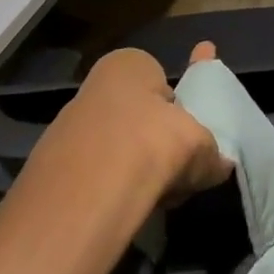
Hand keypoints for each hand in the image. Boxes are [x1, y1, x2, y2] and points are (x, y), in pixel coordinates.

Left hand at [39, 42, 231, 202]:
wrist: (88, 192)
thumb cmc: (153, 143)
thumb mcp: (200, 145)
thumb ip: (211, 153)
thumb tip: (220, 163)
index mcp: (130, 64)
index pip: (161, 81)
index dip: (179, 108)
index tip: (190, 136)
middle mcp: (95, 86)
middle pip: (137, 116)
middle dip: (155, 140)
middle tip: (177, 168)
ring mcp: (69, 127)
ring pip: (116, 148)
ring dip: (134, 168)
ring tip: (156, 194)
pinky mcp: (54, 169)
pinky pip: (96, 176)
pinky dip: (112, 190)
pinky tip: (126, 209)